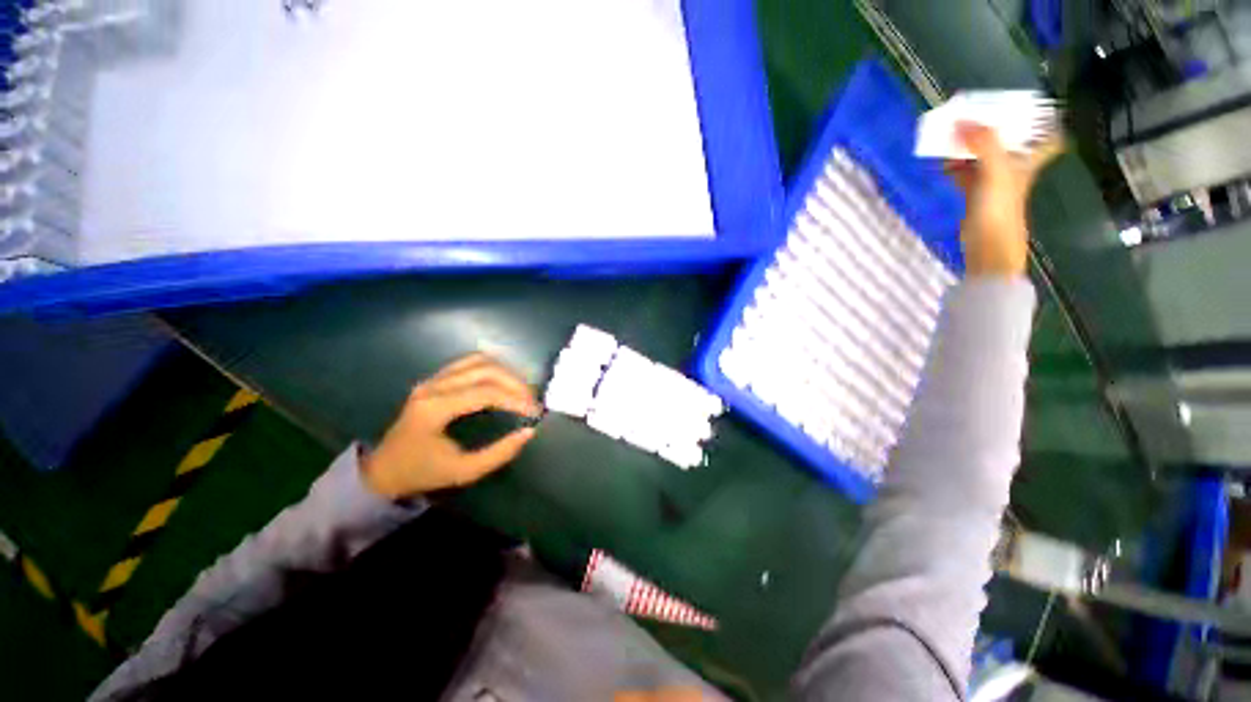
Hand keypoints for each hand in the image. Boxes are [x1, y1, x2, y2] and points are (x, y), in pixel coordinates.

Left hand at [362, 353, 540, 499]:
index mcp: (435, 409)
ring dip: (506, 372)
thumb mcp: (463, 471)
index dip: (515, 399)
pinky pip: (469, 362)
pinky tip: (504, 381)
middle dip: (515, 383)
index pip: (485, 392)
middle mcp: (433, 386)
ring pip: (479, 361)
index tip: (534, 411)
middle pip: (485, 370)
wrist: (383, 470)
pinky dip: (492, 367)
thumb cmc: (422, 473)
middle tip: (532, 401)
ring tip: (521, 390)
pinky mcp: (434, 378)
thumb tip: (528, 432)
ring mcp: (432, 379)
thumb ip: (499, 453)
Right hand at [947, 122, 1062, 277]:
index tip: (1033, 108)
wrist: (987, 244)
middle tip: (977, 114)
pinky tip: (943, 163)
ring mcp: (993, 183)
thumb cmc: (999, 208)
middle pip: (1009, 142)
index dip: (1046, 123)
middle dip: (994, 129)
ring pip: (983, 157)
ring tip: (953, 136)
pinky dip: (955, 167)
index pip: (1048, 140)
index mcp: (1027, 160)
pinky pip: (966, 174)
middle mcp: (1013, 168)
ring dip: (970, 147)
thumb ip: (983, 143)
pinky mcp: (974, 196)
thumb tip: (962, 120)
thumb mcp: (995, 170)